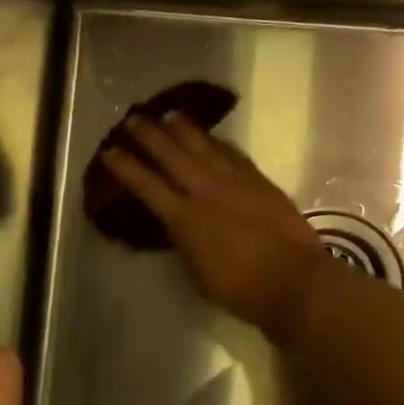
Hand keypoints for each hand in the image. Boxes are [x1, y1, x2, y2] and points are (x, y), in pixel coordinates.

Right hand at [102, 113, 325, 342]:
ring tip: (169, 114)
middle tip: (133, 119)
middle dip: (150, 136)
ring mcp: (235, 182)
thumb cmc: (241, 290)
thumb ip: (184, 241)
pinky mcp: (259, 181)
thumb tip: (175, 223)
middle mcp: (206, 192)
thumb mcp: (198, 271)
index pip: (147, 186)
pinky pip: (233, 154)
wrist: (294, 281)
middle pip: (172, 156)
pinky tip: (212, 137)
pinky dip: (218, 143)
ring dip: (184, 129)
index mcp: (184, 220)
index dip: (126, 167)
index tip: (109, 151)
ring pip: (204, 147)